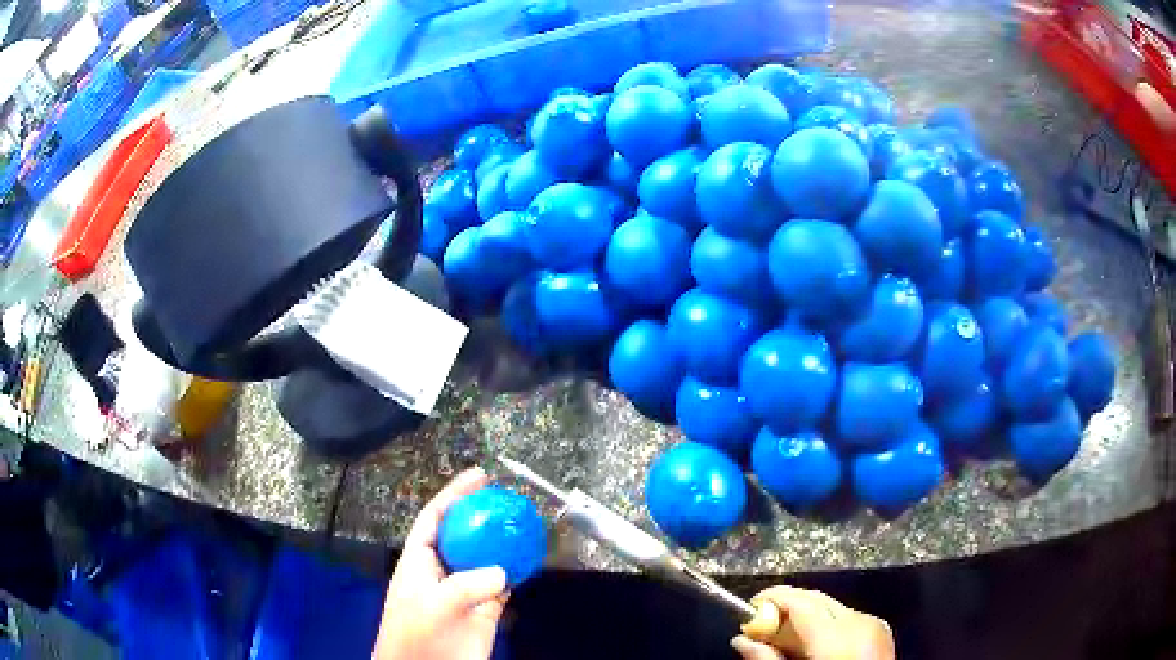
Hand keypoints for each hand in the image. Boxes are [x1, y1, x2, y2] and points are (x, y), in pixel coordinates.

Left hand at [373, 467, 507, 659]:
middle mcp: (443, 570)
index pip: (435, 518)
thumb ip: (466, 585)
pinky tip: (532, 559)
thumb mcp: (434, 604)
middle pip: (464, 534)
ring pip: (487, 558)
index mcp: (420, 560)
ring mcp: (466, 590)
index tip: (479, 477)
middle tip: (509, 499)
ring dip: (504, 542)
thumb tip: (502, 572)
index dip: (454, 495)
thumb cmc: (416, 633)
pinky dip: (518, 572)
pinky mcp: (486, 609)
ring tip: (525, 523)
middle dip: (483, 514)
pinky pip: (505, 584)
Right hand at [732, 585, 894, 659]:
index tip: (748, 610)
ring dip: (804, 620)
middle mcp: (861, 622)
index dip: (772, 599)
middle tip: (761, 632)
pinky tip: (814, 649)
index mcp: (839, 637)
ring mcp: (875, 625)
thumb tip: (741, 640)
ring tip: (787, 645)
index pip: (801, 601)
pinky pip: (846, 618)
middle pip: (816, 600)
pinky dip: (825, 627)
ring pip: (830, 608)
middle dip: (786, 610)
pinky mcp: (881, 631)